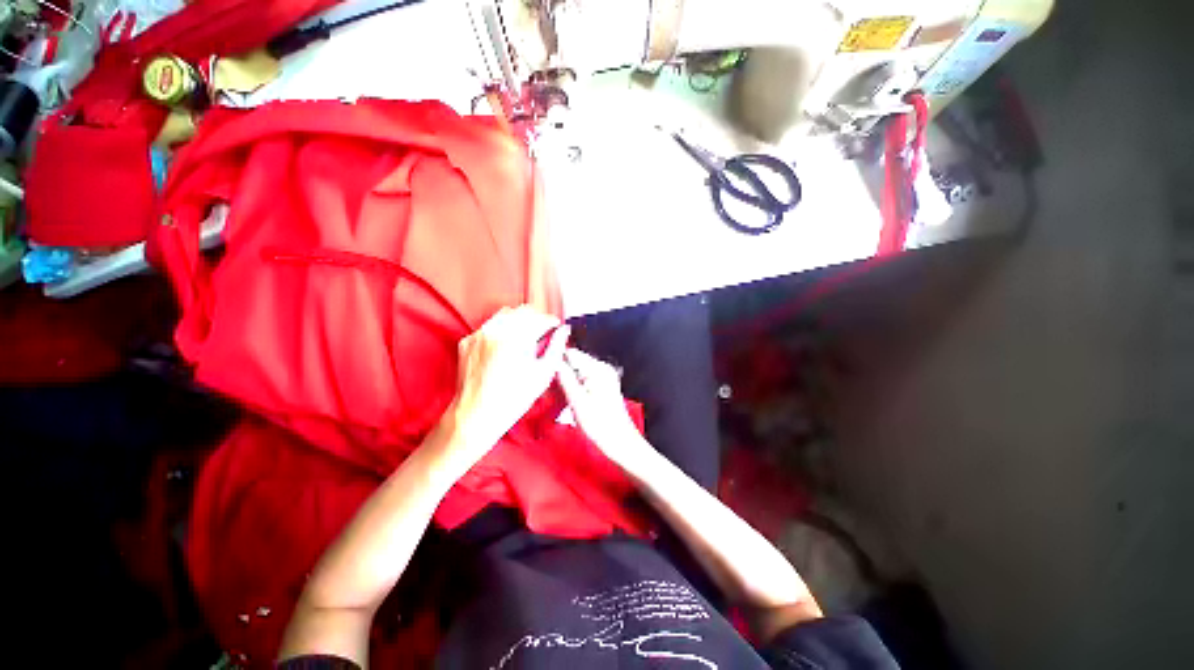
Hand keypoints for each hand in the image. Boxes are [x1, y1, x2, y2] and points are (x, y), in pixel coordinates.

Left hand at [442, 306, 568, 466]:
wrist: (476, 414)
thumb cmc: (513, 399)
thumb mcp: (543, 374)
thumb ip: (557, 347)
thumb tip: (564, 331)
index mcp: (517, 337)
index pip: (541, 317)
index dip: (552, 322)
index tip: (555, 328)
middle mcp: (496, 330)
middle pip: (523, 311)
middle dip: (536, 319)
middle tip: (542, 333)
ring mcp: (479, 334)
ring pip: (505, 315)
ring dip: (519, 322)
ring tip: (524, 340)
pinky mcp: (468, 341)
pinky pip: (489, 326)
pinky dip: (501, 331)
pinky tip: (505, 347)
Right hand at [555, 348, 649, 472]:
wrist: (620, 441)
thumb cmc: (599, 424)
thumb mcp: (577, 401)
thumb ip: (565, 378)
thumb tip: (553, 361)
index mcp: (597, 368)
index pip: (571, 353)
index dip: (556, 360)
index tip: (544, 373)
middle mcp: (602, 367)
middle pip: (574, 361)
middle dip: (561, 372)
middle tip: (550, 389)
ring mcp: (604, 375)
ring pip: (577, 371)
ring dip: (566, 380)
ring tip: (558, 396)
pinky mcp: (603, 384)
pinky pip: (584, 378)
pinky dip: (574, 386)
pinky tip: (570, 399)